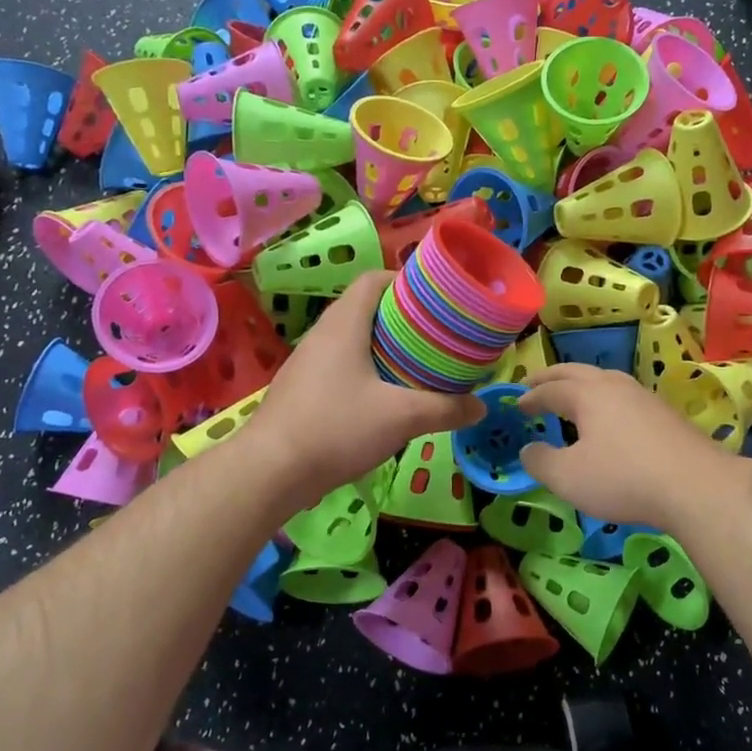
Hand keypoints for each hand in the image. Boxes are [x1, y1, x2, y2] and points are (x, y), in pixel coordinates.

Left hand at [238, 272, 483, 510]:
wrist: (270, 470)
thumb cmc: (337, 427)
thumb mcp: (402, 418)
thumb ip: (445, 409)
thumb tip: (480, 406)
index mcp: (344, 324)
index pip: (373, 280)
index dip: (405, 280)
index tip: (436, 299)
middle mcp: (322, 334)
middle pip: (365, 309)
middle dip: (402, 318)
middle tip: (436, 336)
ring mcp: (307, 363)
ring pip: (352, 340)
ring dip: (383, 347)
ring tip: (417, 366)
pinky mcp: (301, 389)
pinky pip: (340, 366)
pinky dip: (365, 371)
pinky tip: (384, 398)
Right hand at [517, 364, 741, 529]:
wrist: (697, 486)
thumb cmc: (623, 478)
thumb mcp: (568, 477)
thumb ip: (540, 462)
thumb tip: (527, 450)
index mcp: (587, 394)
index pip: (550, 389)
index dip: (530, 397)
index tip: (516, 405)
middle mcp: (615, 386)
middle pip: (577, 373)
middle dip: (552, 378)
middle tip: (533, 383)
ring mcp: (644, 397)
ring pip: (605, 380)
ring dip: (581, 384)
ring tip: (571, 396)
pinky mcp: (665, 414)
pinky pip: (624, 397)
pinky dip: (604, 400)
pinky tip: (610, 418)